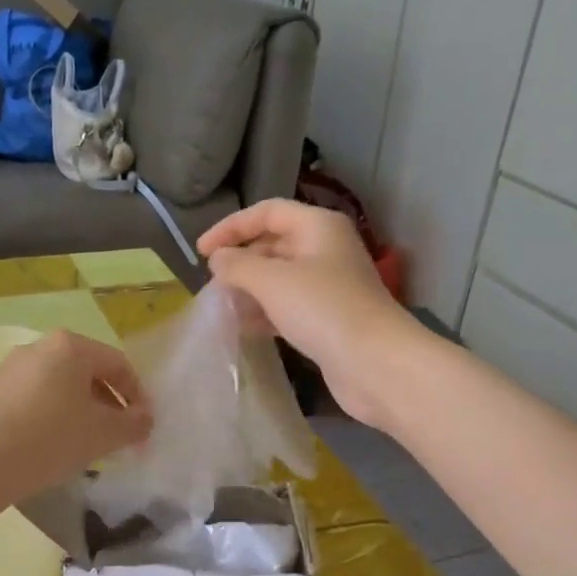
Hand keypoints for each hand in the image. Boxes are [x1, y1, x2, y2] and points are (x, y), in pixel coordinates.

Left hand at [0, 330, 153, 499]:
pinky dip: (52, 416)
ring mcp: (10, 368)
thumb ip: (135, 423)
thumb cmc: (53, 438)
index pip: (118, 365)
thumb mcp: (106, 433)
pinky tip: (53, 445)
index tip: (143, 426)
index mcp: (70, 346)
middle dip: (109, 404)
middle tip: (119, 436)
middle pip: (87, 373)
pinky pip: (34, 398)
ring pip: (60, 386)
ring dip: (81, 411)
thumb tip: (144, 420)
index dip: (137, 396)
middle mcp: (39, 346)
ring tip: (87, 443)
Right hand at [198, 199, 426, 429]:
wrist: (374, 363)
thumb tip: (219, 259)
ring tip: (222, 306)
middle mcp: (326, 250)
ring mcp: (330, 286)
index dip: (231, 227)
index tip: (201, 252)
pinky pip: (290, 306)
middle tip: (212, 283)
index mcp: (318, 227)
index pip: (267, 212)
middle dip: (242, 261)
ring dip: (251, 289)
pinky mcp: (329, 319)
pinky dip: (266, 312)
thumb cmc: (323, 310)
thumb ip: (238, 265)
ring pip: (281, 278)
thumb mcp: (272, 281)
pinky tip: (245, 327)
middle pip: (275, 244)